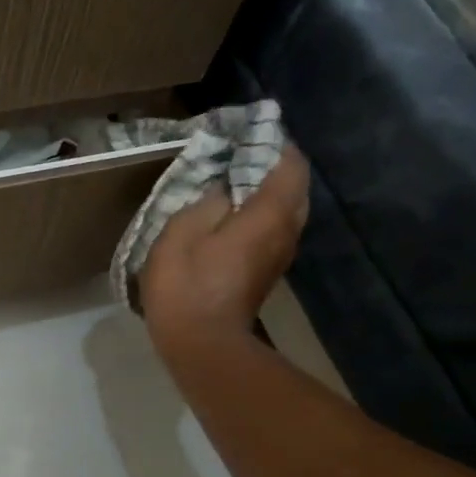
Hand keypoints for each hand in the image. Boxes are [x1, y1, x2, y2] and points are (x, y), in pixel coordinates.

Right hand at [138, 142, 309, 355]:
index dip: (273, 142)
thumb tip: (222, 188)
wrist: (202, 344)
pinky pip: (273, 228)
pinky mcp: (267, 270)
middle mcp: (286, 230)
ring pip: (285, 208)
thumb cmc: (187, 285)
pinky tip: (228, 213)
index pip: (290, 163)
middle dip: (270, 165)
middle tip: (235, 154)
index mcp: (270, 213)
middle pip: (293, 185)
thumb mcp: (182, 231)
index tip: (246, 132)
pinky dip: (258, 212)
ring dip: (263, 190)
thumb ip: (206, 198)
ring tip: (229, 180)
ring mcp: (280, 253)